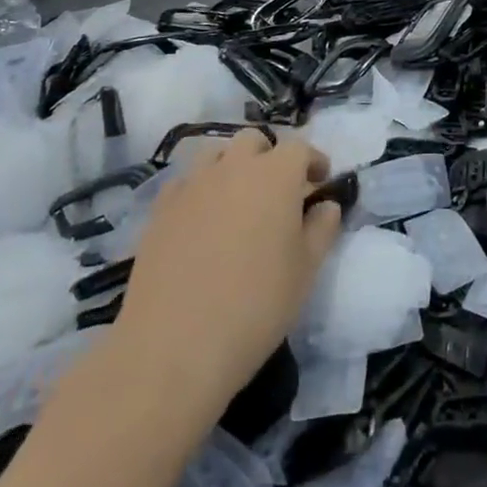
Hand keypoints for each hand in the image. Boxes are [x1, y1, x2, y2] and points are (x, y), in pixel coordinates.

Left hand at [111, 130, 342, 417]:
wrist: (174, 345)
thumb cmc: (256, 305)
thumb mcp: (306, 270)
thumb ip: (322, 229)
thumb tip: (325, 205)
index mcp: (275, 175)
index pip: (299, 148)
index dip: (313, 161)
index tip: (320, 180)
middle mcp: (233, 167)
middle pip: (254, 142)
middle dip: (270, 157)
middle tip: (278, 192)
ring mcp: (192, 185)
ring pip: (216, 155)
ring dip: (233, 167)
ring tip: (239, 203)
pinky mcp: (160, 209)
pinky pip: (186, 183)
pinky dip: (201, 190)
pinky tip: (203, 222)